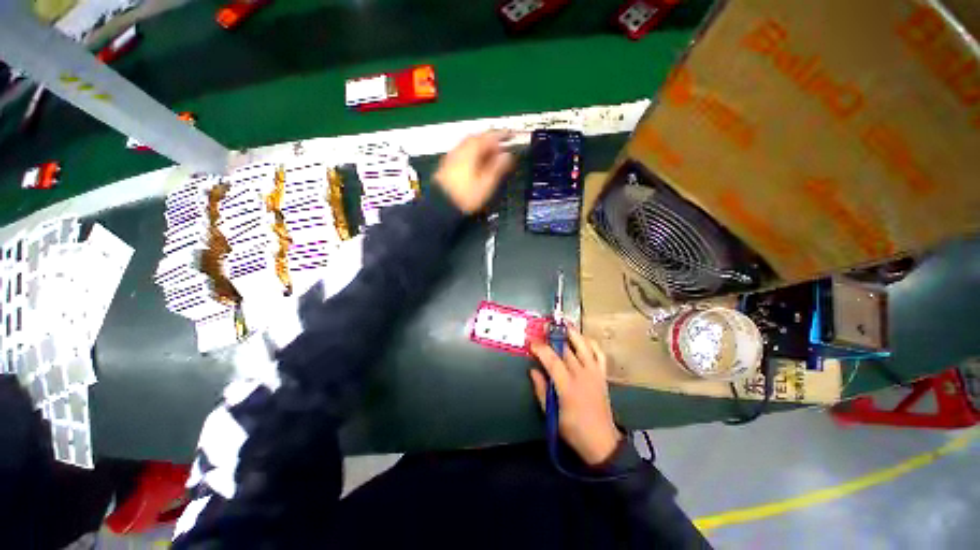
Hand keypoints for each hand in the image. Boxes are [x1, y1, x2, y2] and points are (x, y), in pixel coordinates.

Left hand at [434, 132, 513, 213]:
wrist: (441, 205)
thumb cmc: (466, 195)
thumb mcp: (486, 183)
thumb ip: (498, 167)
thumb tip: (507, 156)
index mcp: (471, 150)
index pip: (489, 137)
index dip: (502, 135)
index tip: (511, 135)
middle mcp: (460, 148)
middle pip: (478, 138)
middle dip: (491, 141)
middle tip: (501, 147)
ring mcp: (452, 155)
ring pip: (469, 145)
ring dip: (482, 147)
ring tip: (491, 155)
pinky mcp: (447, 164)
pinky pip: (463, 152)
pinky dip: (473, 153)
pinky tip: (477, 162)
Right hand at [530, 326, 621, 466]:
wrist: (602, 441)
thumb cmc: (573, 429)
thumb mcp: (552, 414)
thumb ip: (541, 390)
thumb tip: (533, 370)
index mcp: (568, 387)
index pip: (553, 361)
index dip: (541, 349)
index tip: (531, 342)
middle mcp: (582, 375)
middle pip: (567, 350)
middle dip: (553, 337)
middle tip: (543, 327)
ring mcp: (594, 373)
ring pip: (584, 346)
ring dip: (573, 333)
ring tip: (563, 324)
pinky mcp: (602, 375)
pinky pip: (599, 354)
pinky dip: (592, 343)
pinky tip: (583, 338)